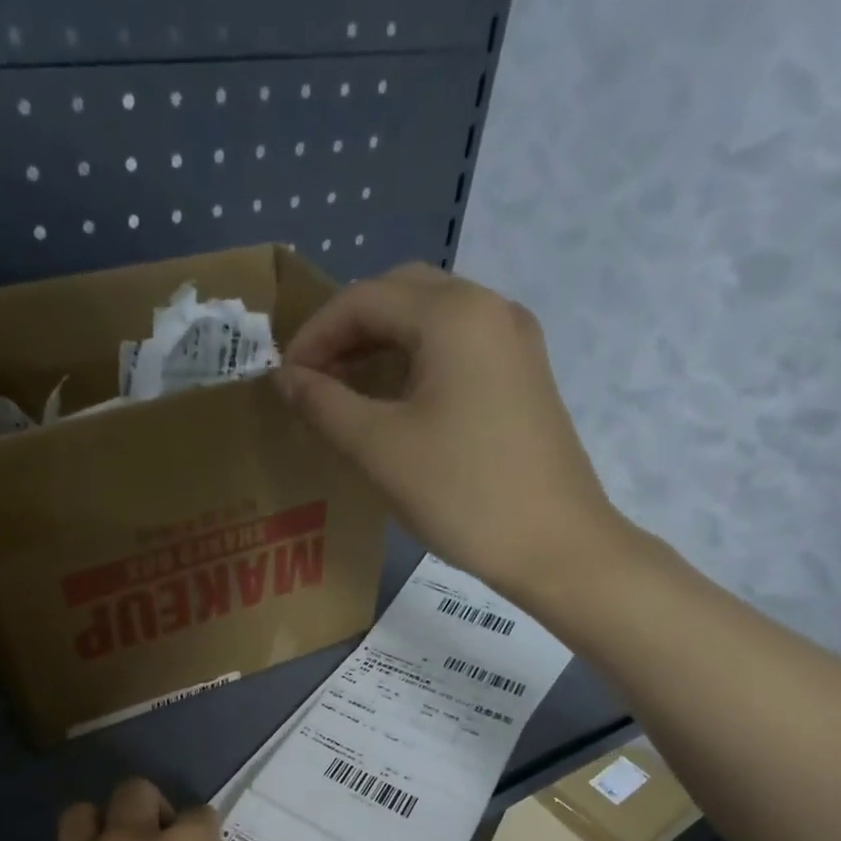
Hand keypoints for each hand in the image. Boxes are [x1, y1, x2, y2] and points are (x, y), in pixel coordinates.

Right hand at [274, 263, 626, 599]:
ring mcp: (515, 341)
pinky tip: (397, 403)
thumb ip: (325, 405)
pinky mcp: (525, 375)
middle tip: (315, 379)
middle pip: (402, 295)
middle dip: (349, 330)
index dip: (315, 334)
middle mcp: (490, 308)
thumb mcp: (380, 449)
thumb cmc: (461, 494)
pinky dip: (417, 362)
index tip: (285, 379)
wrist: (555, 545)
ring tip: (346, 392)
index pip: (365, 298)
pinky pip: (459, 347)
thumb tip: (285, 378)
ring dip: (383, 345)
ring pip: (433, 320)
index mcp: (454, 314)